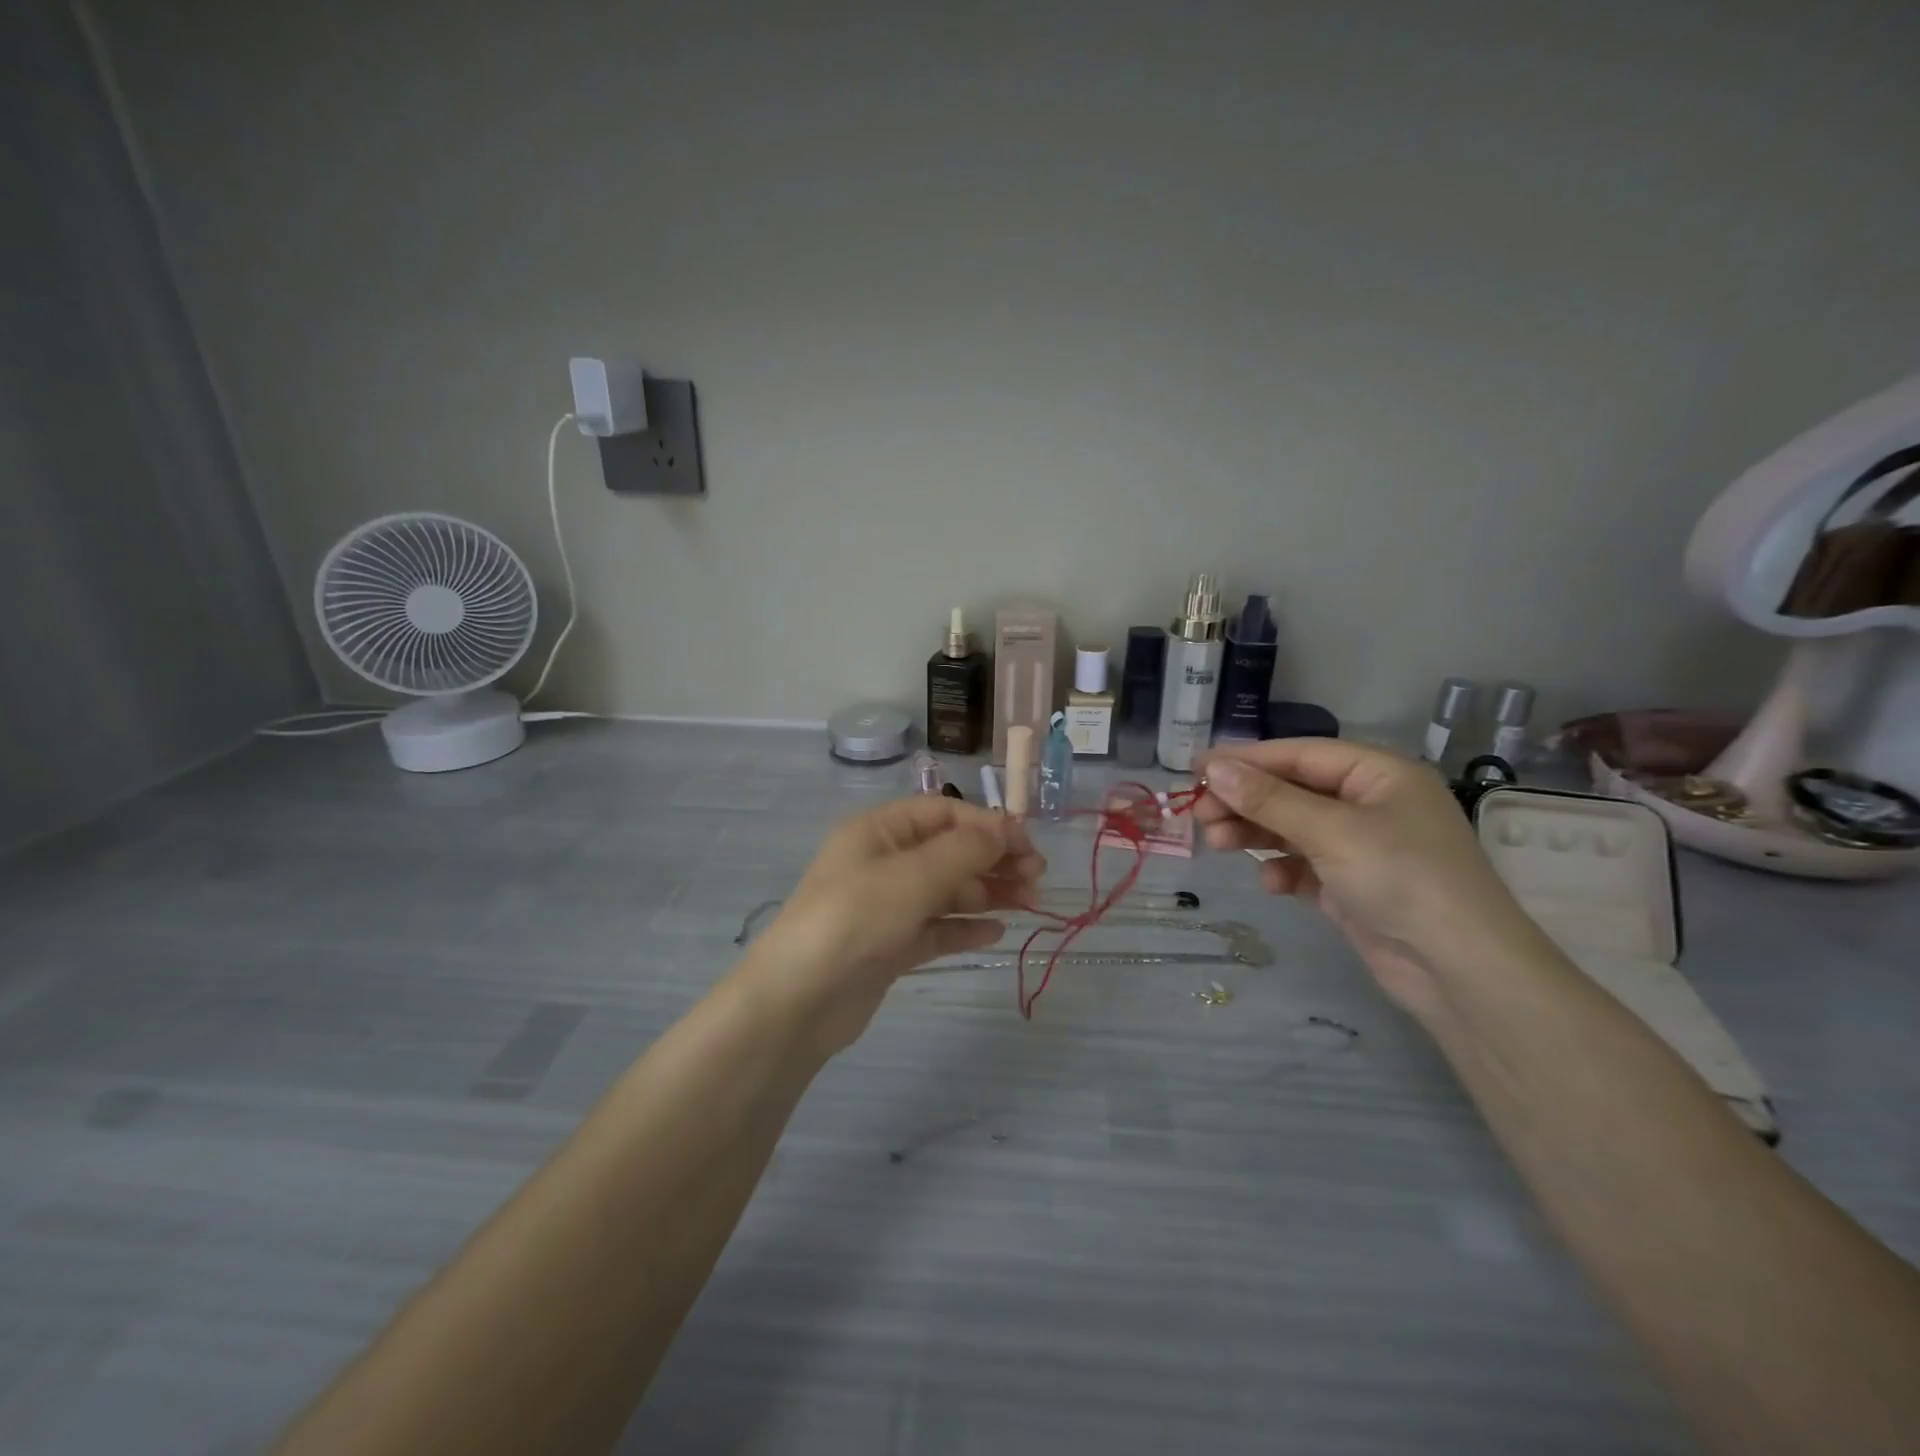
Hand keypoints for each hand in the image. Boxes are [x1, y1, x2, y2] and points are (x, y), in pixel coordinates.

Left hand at [743, 797, 1045, 1053]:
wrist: (799, 1000)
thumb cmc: (855, 918)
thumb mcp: (913, 875)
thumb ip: (965, 851)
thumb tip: (1005, 829)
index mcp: (879, 831)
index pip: (944, 813)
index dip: (987, 824)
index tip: (1027, 845)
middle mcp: (883, 862)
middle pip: (949, 851)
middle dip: (993, 860)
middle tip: (1037, 878)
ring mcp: (886, 906)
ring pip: (947, 891)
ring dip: (987, 893)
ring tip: (1028, 903)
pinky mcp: (890, 946)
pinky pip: (936, 928)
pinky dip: (965, 927)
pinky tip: (996, 932)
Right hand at [1195, 739, 1545, 1013]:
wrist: (1459, 970)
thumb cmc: (1400, 877)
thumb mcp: (1329, 830)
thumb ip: (1267, 799)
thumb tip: (1212, 768)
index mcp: (1378, 774)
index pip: (1300, 755)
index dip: (1247, 759)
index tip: (1197, 767)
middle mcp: (1371, 804)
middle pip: (1292, 791)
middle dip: (1246, 802)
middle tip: (1199, 814)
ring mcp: (1363, 847)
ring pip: (1293, 829)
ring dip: (1254, 834)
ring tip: (1215, 843)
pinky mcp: (1353, 887)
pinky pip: (1305, 866)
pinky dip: (1283, 871)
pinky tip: (1270, 884)